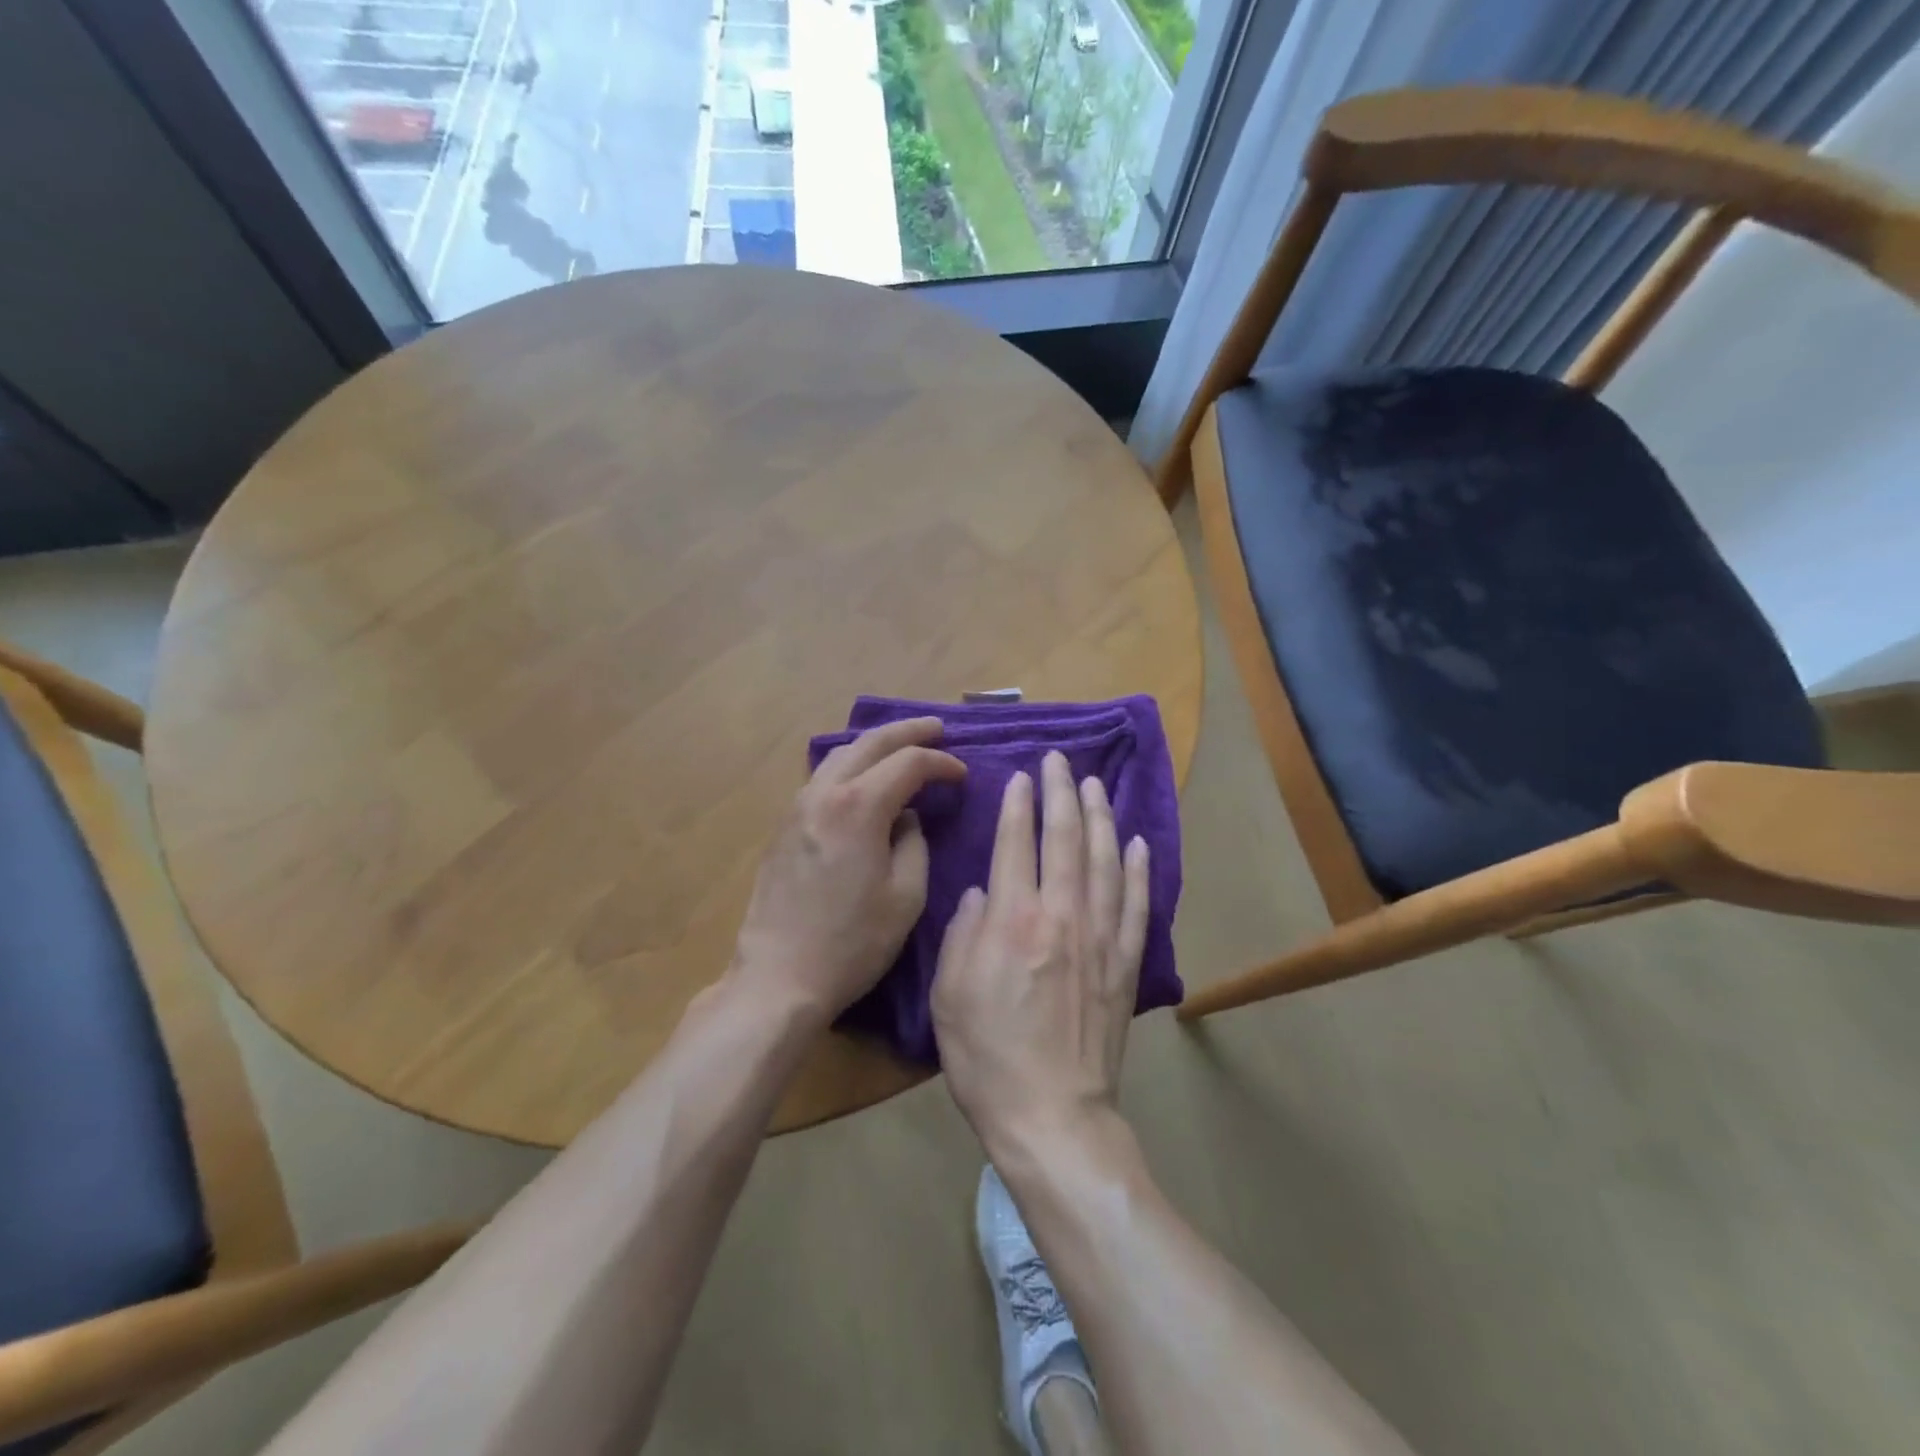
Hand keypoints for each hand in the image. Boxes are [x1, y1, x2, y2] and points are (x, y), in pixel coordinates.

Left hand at [729, 717, 965, 1026]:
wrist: (779, 977)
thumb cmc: (852, 943)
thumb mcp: (905, 897)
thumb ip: (914, 845)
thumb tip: (906, 819)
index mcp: (859, 806)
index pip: (909, 763)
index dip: (941, 763)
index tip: (962, 775)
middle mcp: (824, 794)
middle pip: (870, 743)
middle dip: (908, 731)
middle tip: (937, 728)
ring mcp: (797, 807)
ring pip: (840, 755)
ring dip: (875, 745)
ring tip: (901, 747)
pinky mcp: (784, 827)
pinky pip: (822, 778)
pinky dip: (850, 766)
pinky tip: (862, 779)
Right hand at [930, 750, 1149, 1154]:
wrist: (1051, 1116)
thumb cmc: (987, 1056)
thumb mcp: (949, 993)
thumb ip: (964, 932)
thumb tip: (983, 891)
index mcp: (1013, 920)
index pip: (1017, 843)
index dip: (1019, 804)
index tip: (1022, 776)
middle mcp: (1061, 916)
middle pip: (1065, 839)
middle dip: (1061, 793)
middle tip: (1060, 760)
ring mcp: (1100, 938)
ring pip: (1105, 862)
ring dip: (1100, 818)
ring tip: (1095, 786)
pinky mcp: (1125, 965)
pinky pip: (1136, 906)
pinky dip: (1139, 872)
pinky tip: (1139, 844)